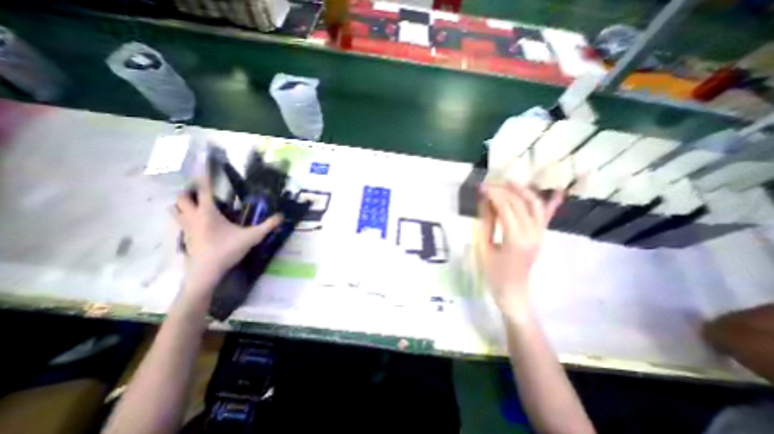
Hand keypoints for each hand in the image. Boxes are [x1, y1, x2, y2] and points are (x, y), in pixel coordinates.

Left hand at [173, 176, 282, 283]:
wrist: (206, 272)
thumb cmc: (227, 250)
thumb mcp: (252, 237)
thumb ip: (268, 225)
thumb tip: (282, 216)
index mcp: (207, 212)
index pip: (203, 189)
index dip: (203, 175)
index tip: (202, 163)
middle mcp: (192, 216)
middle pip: (181, 198)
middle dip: (190, 192)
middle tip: (204, 193)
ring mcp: (185, 228)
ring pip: (175, 209)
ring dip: (184, 205)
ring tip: (199, 206)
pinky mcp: (184, 237)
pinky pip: (179, 221)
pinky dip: (185, 217)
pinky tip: (199, 223)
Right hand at [476, 182, 560, 316]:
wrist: (513, 291)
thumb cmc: (493, 273)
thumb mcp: (483, 247)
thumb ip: (485, 223)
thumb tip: (484, 201)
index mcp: (515, 239)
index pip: (505, 207)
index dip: (493, 194)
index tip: (481, 186)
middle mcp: (532, 233)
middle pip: (520, 202)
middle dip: (503, 189)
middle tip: (488, 183)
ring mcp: (540, 233)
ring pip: (535, 204)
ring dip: (522, 190)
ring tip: (507, 181)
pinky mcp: (541, 235)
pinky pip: (546, 215)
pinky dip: (551, 201)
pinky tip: (557, 190)